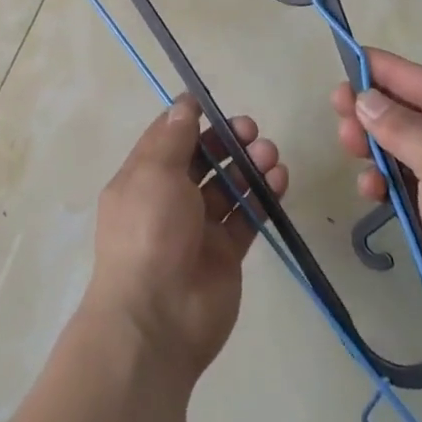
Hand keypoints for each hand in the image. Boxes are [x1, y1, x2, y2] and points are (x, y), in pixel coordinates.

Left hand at [83, 96, 289, 381]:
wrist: (158, 317)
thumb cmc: (149, 232)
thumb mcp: (154, 173)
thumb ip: (174, 137)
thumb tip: (184, 103)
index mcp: (142, 178)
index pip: (167, 139)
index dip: (189, 119)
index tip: (213, 104)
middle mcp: (168, 199)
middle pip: (202, 160)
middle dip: (226, 140)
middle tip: (251, 130)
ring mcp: (199, 227)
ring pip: (228, 186)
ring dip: (249, 165)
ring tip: (270, 154)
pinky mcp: (226, 253)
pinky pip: (246, 216)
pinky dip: (263, 196)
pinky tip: (279, 179)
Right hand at [332, 50, 421, 381]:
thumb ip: (404, 130)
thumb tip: (366, 99)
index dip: (391, 71)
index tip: (351, 58)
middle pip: (416, 118)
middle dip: (376, 110)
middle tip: (337, 106)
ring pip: (406, 152)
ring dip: (375, 145)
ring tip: (347, 145)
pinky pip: (406, 189)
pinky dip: (384, 183)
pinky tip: (369, 190)